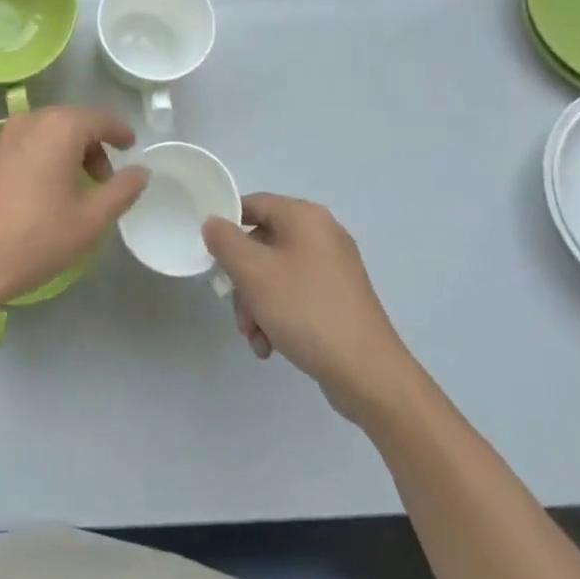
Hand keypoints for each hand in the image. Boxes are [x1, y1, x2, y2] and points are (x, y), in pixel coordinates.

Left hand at [0, 106, 148, 316]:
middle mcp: (28, 121)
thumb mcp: (90, 219)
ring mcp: (0, 136)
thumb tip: (141, 171)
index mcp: (58, 128)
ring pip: (44, 133)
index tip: (130, 146)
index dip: (119, 131)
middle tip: (104, 179)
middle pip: (70, 122)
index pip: (99, 118)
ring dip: (65, 152)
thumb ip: (122, 190)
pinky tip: (40, 192)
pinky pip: (22, 146)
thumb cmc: (36, 237)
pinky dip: (40, 158)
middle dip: (91, 145)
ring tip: (73, 189)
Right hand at [202, 193, 420, 426]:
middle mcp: (322, 234)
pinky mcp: (339, 298)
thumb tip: (213, 223)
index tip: (211, 256)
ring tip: (256, 338)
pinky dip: (278, 314)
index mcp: (305, 217)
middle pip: (262, 243)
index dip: (226, 225)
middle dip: (242, 280)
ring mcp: (334, 268)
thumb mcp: (253, 273)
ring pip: (276, 273)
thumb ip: (225, 241)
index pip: (254, 204)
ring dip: (256, 304)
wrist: (368, 374)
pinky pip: (296, 294)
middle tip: (237, 312)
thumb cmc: (305, 311)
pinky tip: (271, 345)